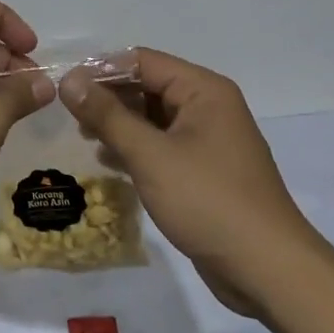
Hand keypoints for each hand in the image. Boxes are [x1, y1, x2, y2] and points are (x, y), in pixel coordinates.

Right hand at [59, 48, 329, 314]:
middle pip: (147, 86)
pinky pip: (162, 145)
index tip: (65, 88)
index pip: (142, 61)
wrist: (268, 271)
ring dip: (118, 124)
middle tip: (71, 117)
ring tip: (85, 138)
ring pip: (152, 117)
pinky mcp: (204, 170)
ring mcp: (208, 140)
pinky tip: (109, 161)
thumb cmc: (208, 201)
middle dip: (108, 98)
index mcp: (203, 90)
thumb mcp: (149, 154)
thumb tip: (69, 80)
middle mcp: (208, 107)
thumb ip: (107, 115)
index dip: (101, 70)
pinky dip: (135, 148)